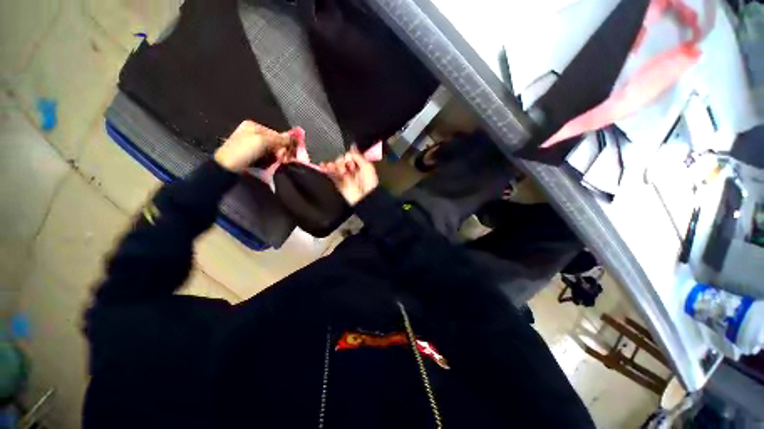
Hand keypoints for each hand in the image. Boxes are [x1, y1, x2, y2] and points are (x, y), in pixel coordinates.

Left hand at [214, 120, 292, 172]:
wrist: (226, 167)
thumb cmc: (243, 151)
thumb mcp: (262, 141)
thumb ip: (279, 139)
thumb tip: (293, 138)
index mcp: (254, 126)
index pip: (277, 134)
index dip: (284, 143)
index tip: (287, 153)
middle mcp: (253, 134)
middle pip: (275, 143)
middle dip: (280, 151)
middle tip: (282, 159)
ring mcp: (252, 146)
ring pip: (272, 151)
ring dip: (276, 158)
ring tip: (275, 163)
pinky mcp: (251, 156)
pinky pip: (266, 157)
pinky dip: (270, 161)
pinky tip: (269, 165)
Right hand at [322, 146, 378, 205]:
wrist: (365, 197)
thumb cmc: (370, 183)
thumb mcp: (367, 166)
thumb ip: (358, 156)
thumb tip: (351, 146)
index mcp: (360, 165)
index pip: (350, 155)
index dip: (347, 155)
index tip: (348, 158)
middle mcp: (352, 170)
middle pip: (341, 160)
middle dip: (340, 161)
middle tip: (344, 165)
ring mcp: (345, 177)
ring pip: (335, 166)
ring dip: (332, 164)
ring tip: (332, 165)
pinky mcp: (338, 183)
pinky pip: (330, 175)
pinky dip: (326, 170)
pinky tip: (323, 166)